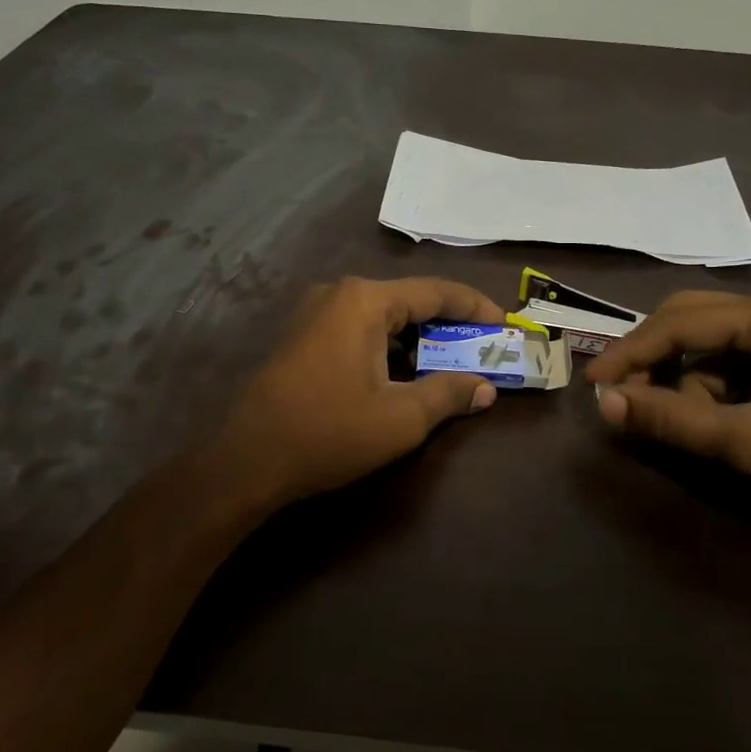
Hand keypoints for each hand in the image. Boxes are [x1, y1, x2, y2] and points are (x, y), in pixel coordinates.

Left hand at [216, 276, 505, 508]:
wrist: (246, 460)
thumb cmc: (328, 432)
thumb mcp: (400, 418)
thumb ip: (448, 394)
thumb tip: (485, 388)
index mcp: (364, 301)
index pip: (435, 291)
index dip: (475, 307)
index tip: (504, 325)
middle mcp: (338, 294)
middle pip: (408, 301)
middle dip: (447, 326)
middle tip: (481, 348)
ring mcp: (313, 313)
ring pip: (382, 317)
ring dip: (417, 339)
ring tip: (448, 363)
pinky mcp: (300, 336)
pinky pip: (357, 330)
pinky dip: (387, 347)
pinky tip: (402, 374)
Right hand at [587, 290, 750, 538]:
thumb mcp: (748, 442)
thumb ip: (674, 420)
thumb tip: (605, 403)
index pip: (679, 323)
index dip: (630, 353)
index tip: (591, 384)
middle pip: (686, 321)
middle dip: (653, 360)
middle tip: (620, 397)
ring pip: (702, 345)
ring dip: (683, 382)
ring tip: (688, 425)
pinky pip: (723, 364)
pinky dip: (706, 391)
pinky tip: (717, 422)